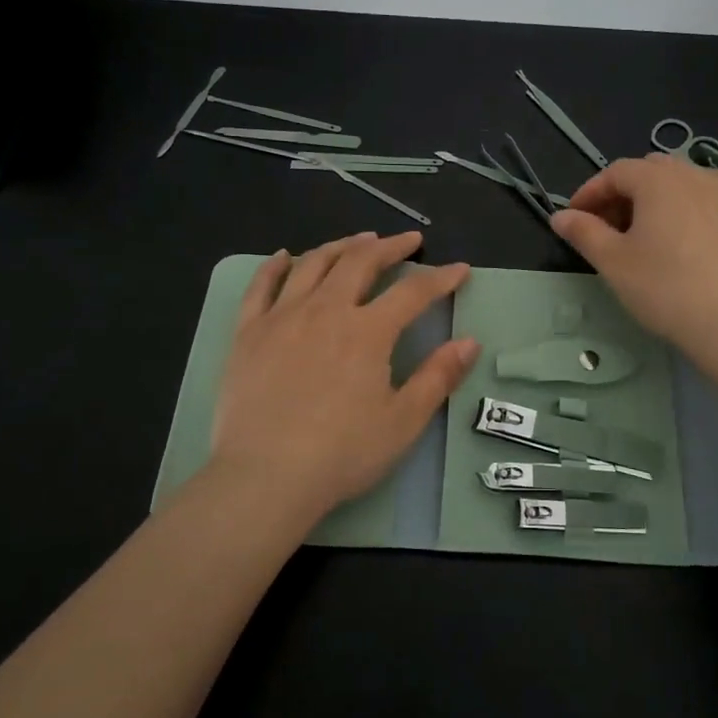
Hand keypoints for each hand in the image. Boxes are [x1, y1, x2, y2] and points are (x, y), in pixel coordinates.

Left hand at [210, 231, 478, 532]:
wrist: (265, 476)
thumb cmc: (342, 454)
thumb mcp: (403, 421)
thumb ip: (438, 377)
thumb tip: (470, 342)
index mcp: (367, 332)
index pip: (413, 292)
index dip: (441, 278)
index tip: (459, 269)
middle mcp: (325, 311)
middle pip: (360, 262)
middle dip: (389, 247)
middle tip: (407, 241)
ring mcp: (281, 317)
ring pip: (313, 264)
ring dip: (341, 246)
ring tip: (358, 241)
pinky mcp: (248, 333)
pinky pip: (261, 286)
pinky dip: (275, 266)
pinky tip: (285, 256)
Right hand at [552, 154, 717, 366]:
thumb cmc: (665, 288)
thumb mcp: (613, 262)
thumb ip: (584, 232)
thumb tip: (560, 216)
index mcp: (659, 180)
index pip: (615, 172)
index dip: (589, 192)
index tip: (574, 219)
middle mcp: (695, 176)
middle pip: (649, 172)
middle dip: (622, 194)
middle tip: (606, 228)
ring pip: (681, 185)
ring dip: (654, 202)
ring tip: (642, 237)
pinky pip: (705, 204)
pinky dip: (682, 214)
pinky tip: (679, 248)